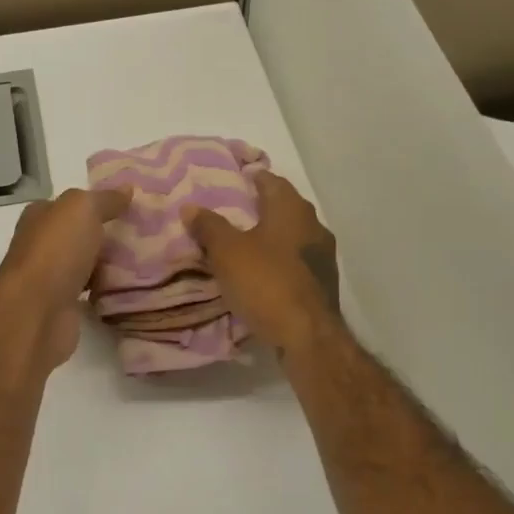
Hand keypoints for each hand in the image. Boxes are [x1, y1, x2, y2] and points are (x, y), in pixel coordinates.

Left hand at [0, 186, 131, 369]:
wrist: (36, 312)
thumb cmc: (56, 251)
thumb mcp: (82, 209)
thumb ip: (105, 199)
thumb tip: (127, 189)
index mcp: (40, 217)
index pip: (69, 204)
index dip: (96, 203)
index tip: (129, 206)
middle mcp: (41, 245)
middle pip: (78, 235)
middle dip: (106, 234)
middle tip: (145, 233)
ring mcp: (49, 278)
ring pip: (85, 263)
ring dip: (107, 262)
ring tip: (144, 259)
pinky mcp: (61, 306)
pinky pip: (89, 290)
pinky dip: (105, 288)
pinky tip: (128, 286)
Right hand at [184, 172, 339, 354]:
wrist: (307, 335)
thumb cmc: (266, 283)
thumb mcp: (227, 252)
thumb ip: (209, 227)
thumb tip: (190, 207)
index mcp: (292, 209)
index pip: (271, 181)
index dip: (252, 178)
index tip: (234, 181)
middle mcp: (313, 225)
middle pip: (285, 207)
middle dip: (262, 207)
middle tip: (233, 212)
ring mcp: (323, 255)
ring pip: (293, 235)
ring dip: (272, 236)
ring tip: (245, 243)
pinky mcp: (323, 282)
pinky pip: (297, 260)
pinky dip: (280, 260)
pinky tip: (263, 272)